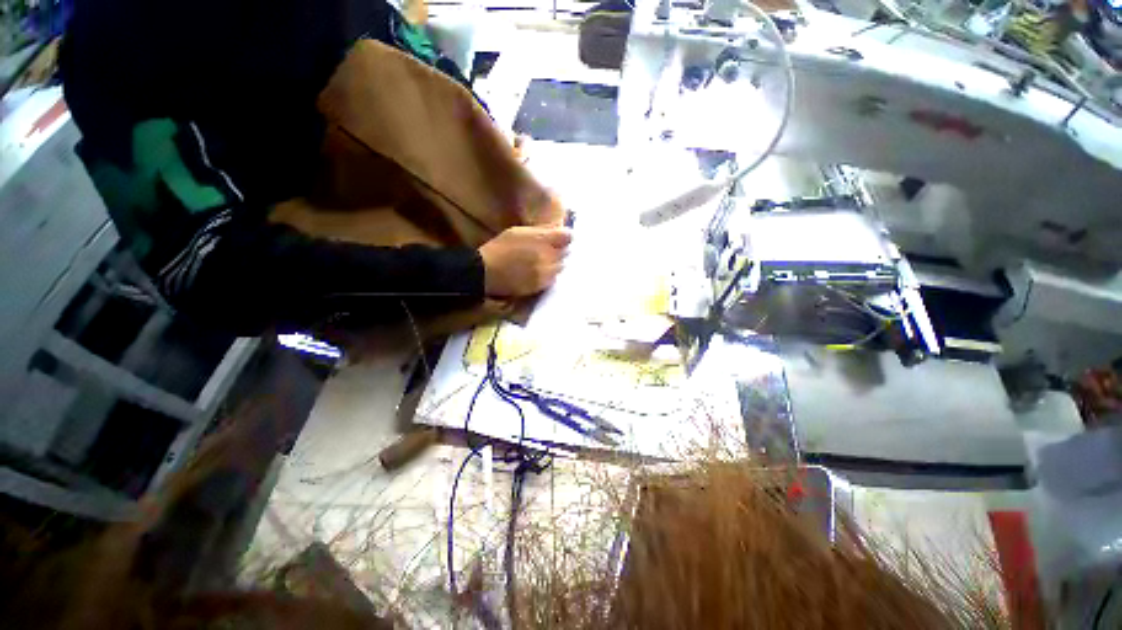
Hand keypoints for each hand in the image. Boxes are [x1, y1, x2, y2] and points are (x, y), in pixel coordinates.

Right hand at [478, 226, 571, 296]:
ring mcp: (546, 272)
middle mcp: (548, 256)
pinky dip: (550, 275)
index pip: (567, 236)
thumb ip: (540, 232)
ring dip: (556, 263)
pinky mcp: (541, 285)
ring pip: (561, 266)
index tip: (561, 237)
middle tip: (550, 249)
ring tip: (544, 261)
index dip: (565, 236)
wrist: (487, 271)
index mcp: (542, 240)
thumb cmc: (500, 248)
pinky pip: (554, 279)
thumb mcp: (519, 232)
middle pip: (565, 252)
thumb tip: (559, 230)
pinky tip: (540, 272)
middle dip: (560, 249)